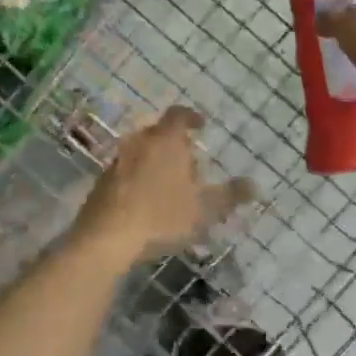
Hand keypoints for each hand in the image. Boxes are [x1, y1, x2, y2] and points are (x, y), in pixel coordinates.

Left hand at [73, 106, 252, 262]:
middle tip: (189, 162)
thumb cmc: (161, 216)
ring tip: (168, 185)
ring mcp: (116, 162)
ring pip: (140, 152)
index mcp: (166, 140)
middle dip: (174, 144)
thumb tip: (254, 185)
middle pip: (159, 133)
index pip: (179, 115)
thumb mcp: (205, 209)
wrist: (105, 239)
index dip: (191, 117)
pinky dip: (137, 178)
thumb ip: (230, 195)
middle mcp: (139, 142)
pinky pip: (125, 172)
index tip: (201, 125)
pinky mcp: (100, 183)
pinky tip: (144, 202)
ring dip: (154, 162)